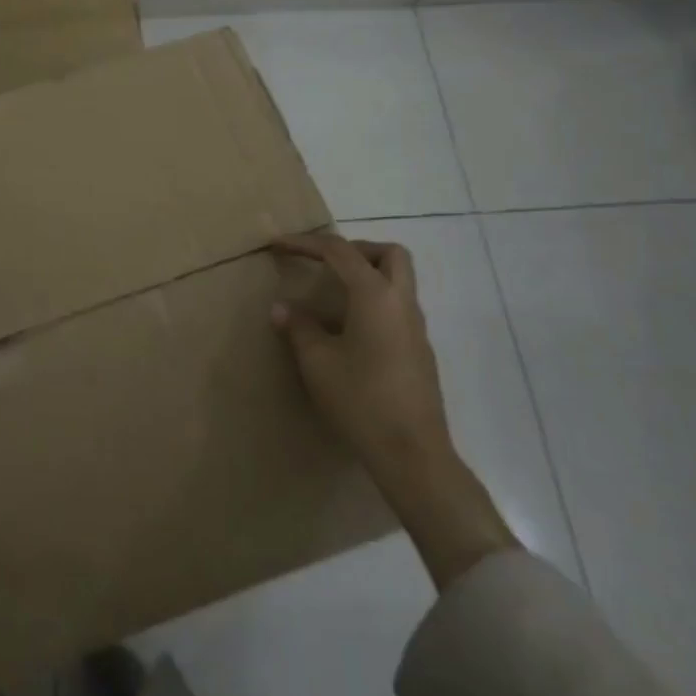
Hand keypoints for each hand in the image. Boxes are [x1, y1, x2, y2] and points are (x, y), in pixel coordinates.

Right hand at [271, 233, 451, 473]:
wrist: (412, 453)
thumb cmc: (361, 399)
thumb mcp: (318, 362)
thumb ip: (299, 327)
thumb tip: (282, 307)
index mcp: (375, 295)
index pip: (339, 252)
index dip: (305, 243)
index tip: (277, 245)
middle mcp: (402, 302)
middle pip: (388, 253)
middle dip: (354, 249)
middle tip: (324, 264)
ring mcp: (416, 327)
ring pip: (397, 280)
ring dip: (366, 276)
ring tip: (330, 297)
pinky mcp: (419, 351)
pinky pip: (397, 307)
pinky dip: (373, 302)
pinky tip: (348, 331)